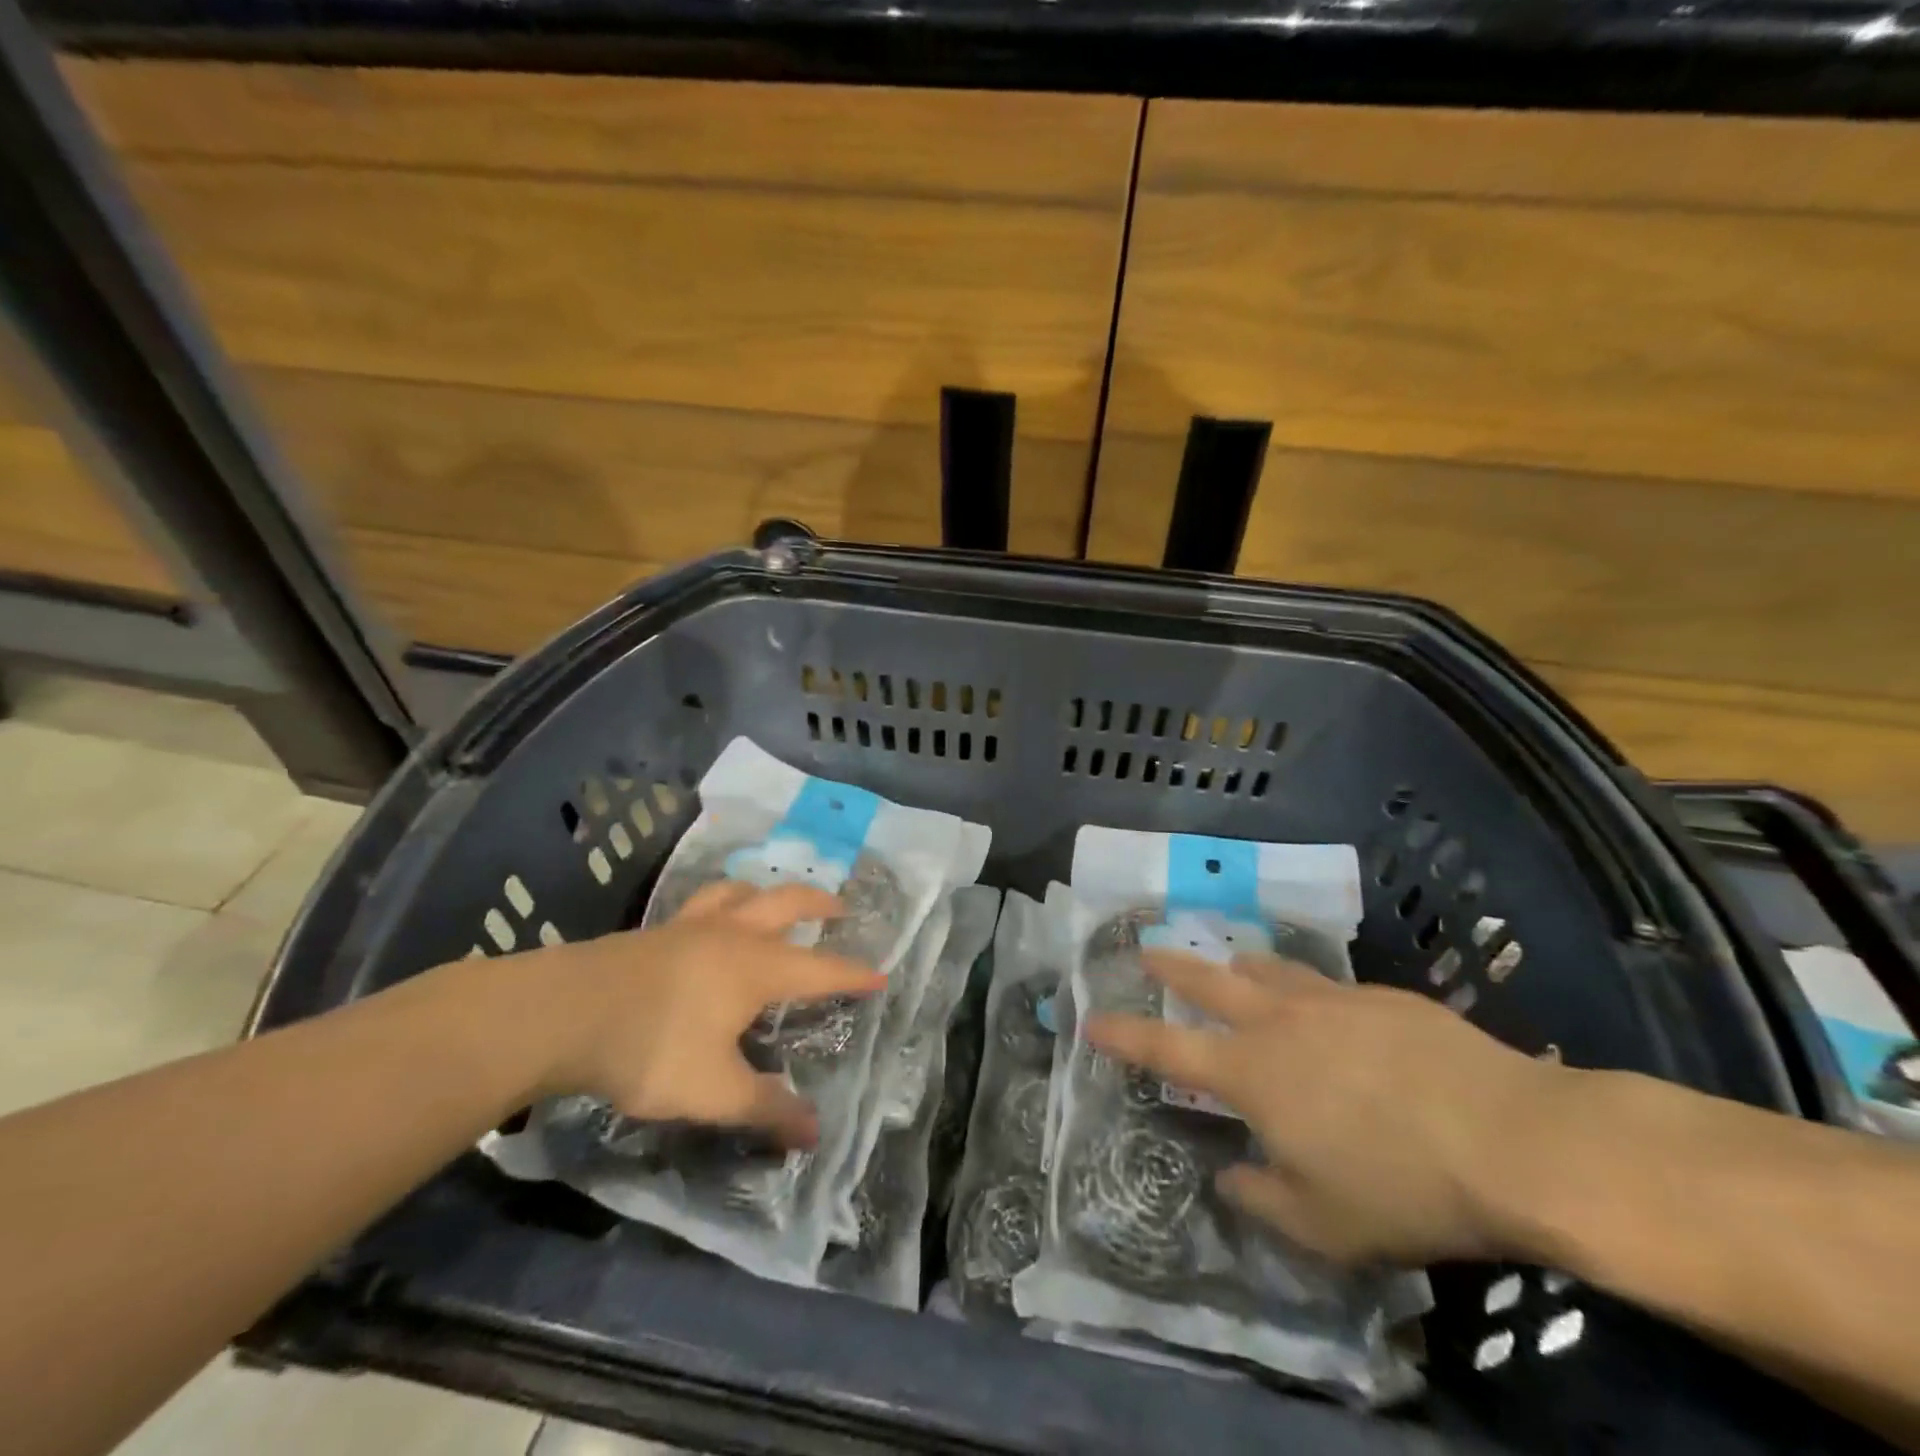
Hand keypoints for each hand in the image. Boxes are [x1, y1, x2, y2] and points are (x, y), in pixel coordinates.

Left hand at [511, 881, 884, 1148]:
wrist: (564, 1012)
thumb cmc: (652, 1048)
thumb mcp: (714, 1091)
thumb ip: (765, 1109)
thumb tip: (814, 1134)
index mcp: (757, 967)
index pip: (821, 969)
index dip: (853, 974)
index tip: (880, 974)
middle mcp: (733, 935)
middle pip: (787, 904)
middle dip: (820, 903)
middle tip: (842, 906)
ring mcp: (691, 926)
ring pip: (742, 892)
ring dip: (767, 892)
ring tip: (773, 900)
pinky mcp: (655, 930)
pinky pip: (702, 902)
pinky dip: (723, 901)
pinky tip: (710, 918)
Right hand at [1087, 952, 1561, 1264]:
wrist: (1513, 1139)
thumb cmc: (1403, 1186)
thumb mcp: (1323, 1224)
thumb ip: (1262, 1198)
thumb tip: (1231, 1177)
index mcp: (1252, 1072)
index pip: (1166, 1046)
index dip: (1124, 1034)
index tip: (1092, 1019)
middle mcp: (1279, 1022)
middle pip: (1208, 979)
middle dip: (1171, 964)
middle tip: (1145, 948)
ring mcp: (1331, 1000)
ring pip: (1267, 969)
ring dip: (1239, 965)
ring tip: (1231, 963)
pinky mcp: (1380, 996)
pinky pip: (1324, 984)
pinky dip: (1304, 988)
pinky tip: (1323, 1005)